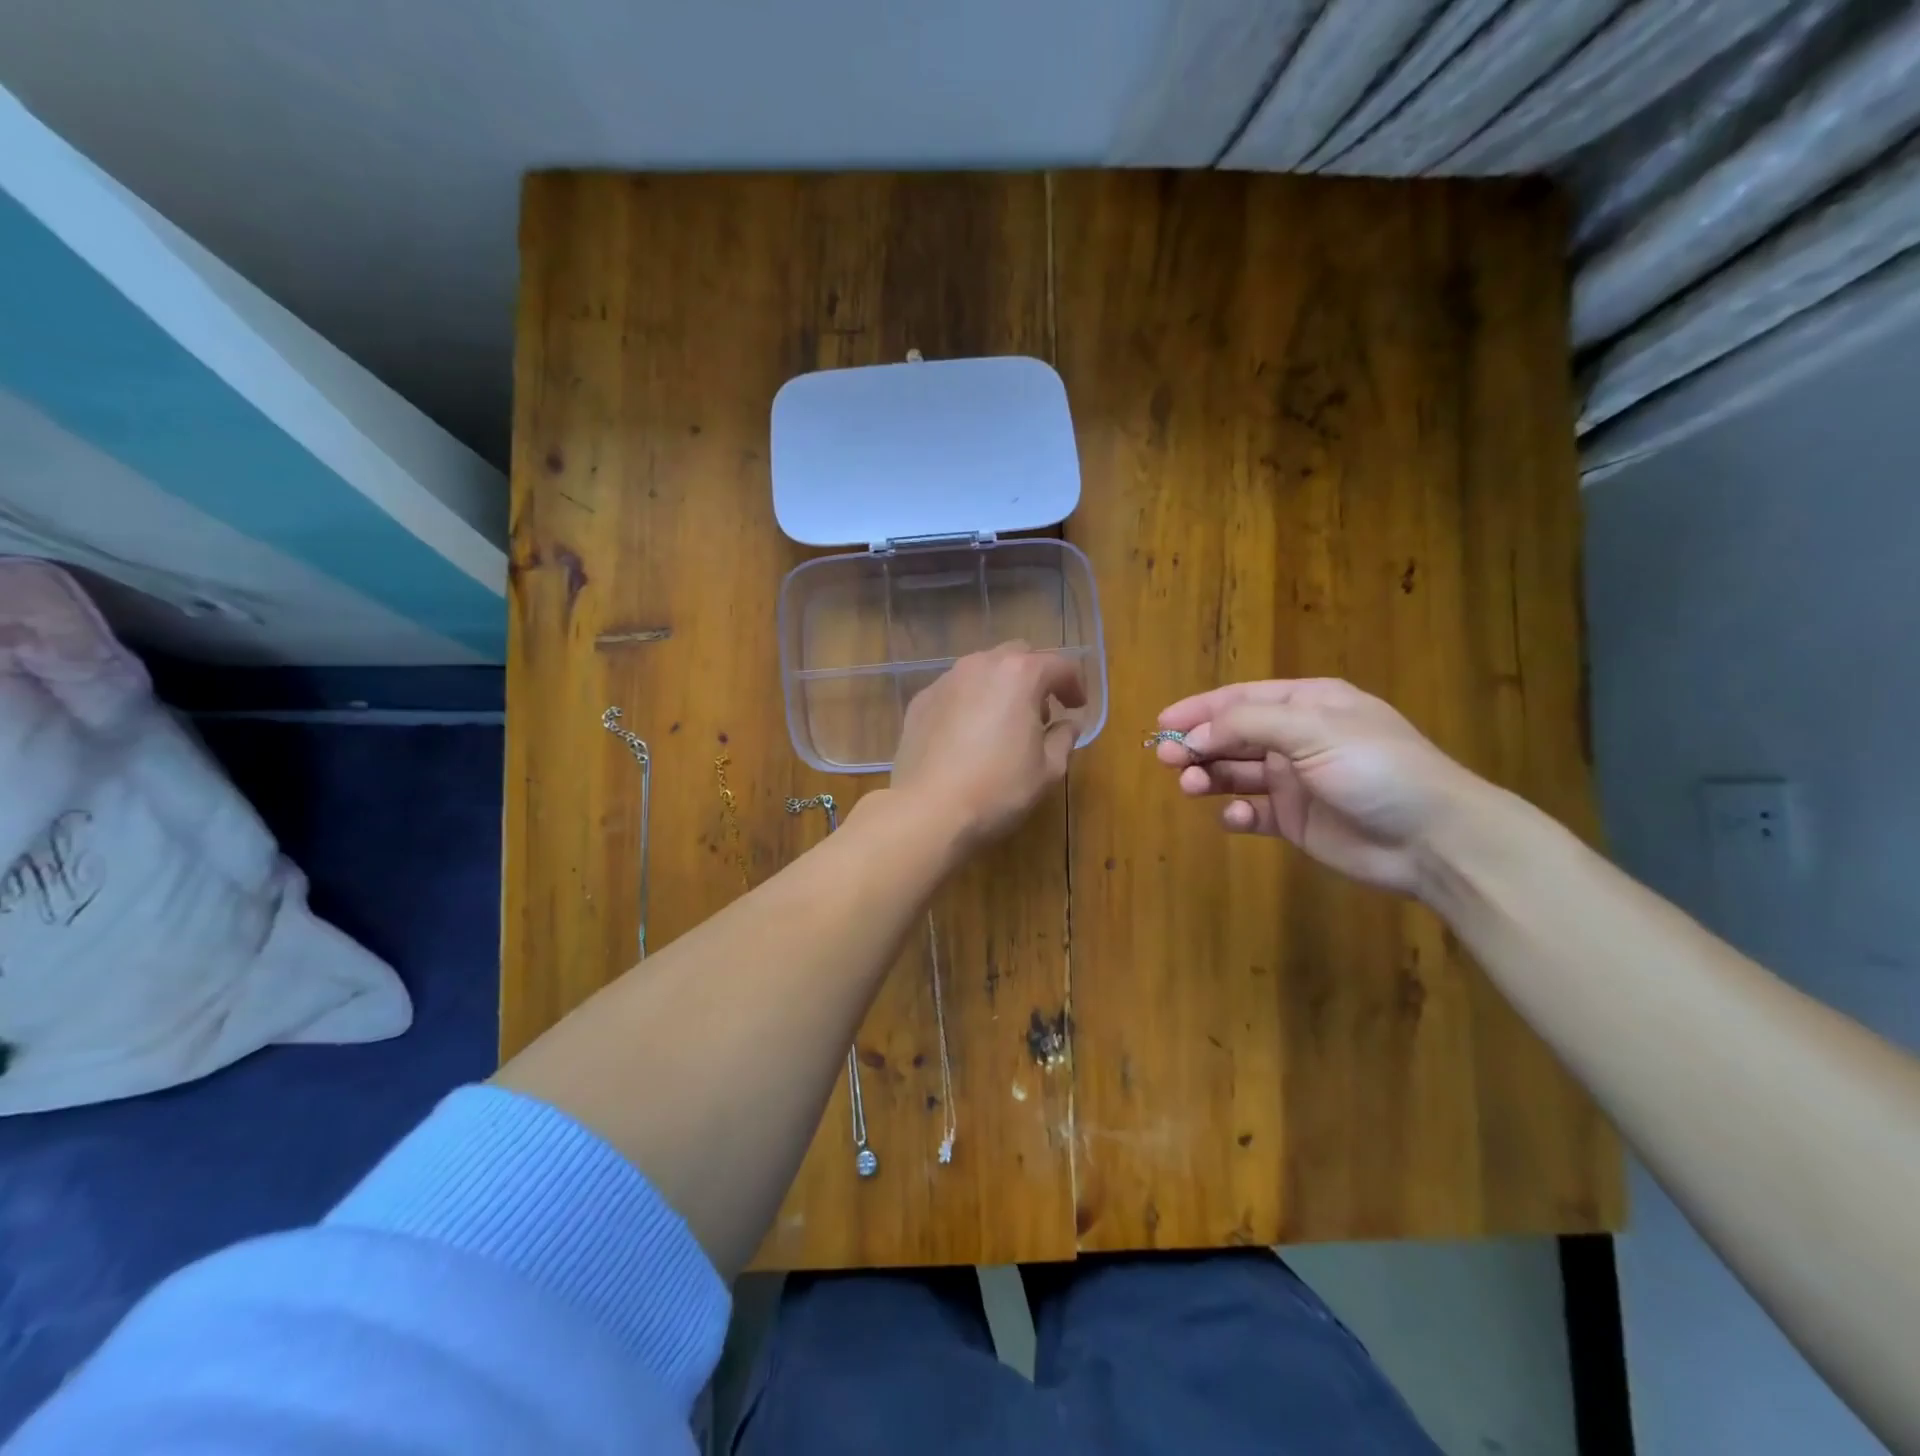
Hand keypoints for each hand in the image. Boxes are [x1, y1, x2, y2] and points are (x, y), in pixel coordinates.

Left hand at [891, 644, 1085, 847]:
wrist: (928, 810)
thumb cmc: (998, 788)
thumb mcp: (1048, 769)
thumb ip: (1064, 738)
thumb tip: (1069, 725)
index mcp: (1019, 674)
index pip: (1058, 664)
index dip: (1074, 684)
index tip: (1077, 707)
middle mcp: (980, 665)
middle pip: (1017, 656)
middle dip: (1035, 677)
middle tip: (1042, 712)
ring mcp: (945, 681)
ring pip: (982, 670)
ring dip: (1000, 687)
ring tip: (1004, 723)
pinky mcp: (920, 701)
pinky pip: (954, 691)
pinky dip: (969, 702)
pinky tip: (969, 735)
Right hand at [1155, 678, 1490, 896]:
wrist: (1433, 839)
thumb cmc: (1375, 768)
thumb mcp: (1313, 730)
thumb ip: (1248, 725)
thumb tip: (1195, 734)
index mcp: (1308, 705)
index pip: (1241, 699)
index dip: (1200, 709)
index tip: (1162, 721)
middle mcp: (1297, 738)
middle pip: (1232, 736)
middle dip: (1198, 744)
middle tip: (1166, 758)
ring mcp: (1295, 781)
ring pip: (1236, 773)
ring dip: (1209, 776)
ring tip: (1190, 786)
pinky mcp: (1295, 821)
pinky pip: (1252, 812)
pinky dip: (1235, 813)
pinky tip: (1233, 817)